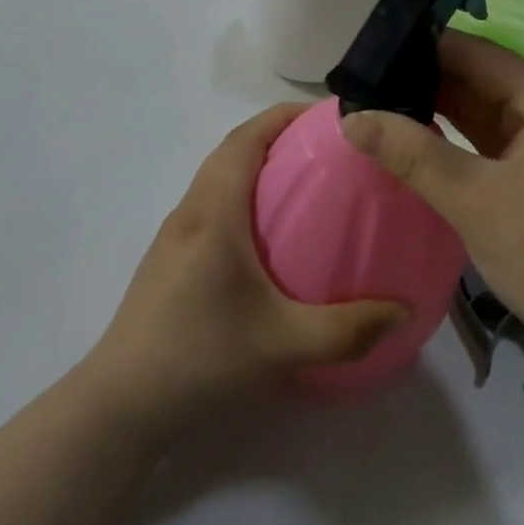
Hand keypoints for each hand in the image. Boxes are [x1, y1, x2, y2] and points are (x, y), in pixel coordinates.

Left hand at [89, 104, 409, 422]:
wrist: (119, 408)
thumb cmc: (198, 359)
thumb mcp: (283, 345)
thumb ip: (349, 329)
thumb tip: (404, 311)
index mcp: (214, 213)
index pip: (246, 138)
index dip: (285, 115)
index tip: (329, 116)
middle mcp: (190, 213)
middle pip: (232, 151)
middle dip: (279, 137)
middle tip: (331, 151)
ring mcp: (174, 238)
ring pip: (219, 179)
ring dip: (259, 167)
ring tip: (309, 187)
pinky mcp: (170, 263)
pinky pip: (213, 208)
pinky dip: (245, 198)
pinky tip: (273, 239)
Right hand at [343, 33, 523, 353]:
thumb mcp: (472, 199)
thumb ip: (411, 153)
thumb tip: (351, 117)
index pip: (479, 54)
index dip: (426, 48)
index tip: (373, 53)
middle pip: (484, 80)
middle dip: (427, 80)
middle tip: (366, 82)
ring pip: (487, 113)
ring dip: (441, 110)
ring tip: (380, 104)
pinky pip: (494, 143)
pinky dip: (459, 140)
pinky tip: (418, 139)